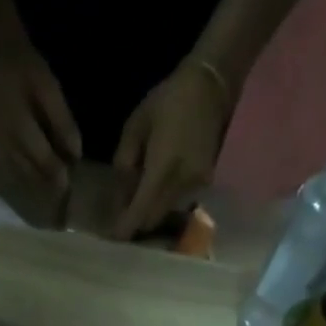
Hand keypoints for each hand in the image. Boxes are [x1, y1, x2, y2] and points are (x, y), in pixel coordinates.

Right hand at [0, 36, 80, 188]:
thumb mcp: (49, 88)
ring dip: (37, 184)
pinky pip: (8, 173)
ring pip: (20, 178)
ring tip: (53, 185)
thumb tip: (76, 155)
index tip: (74, 183)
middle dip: (50, 184)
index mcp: (19, 129)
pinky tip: (34, 176)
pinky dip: (24, 177)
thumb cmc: (23, 67)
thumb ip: (62, 122)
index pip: (44, 162)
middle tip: (66, 189)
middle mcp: (4, 146)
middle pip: (31, 175)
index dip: (60, 175)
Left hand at [112, 60, 230, 239]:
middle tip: (121, 220)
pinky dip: (164, 202)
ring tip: (136, 203)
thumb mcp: (135, 126)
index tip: (113, 238)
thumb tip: (120, 195)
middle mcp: (181, 183)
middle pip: (153, 219)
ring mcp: (196, 185)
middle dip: (136, 224)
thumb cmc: (168, 101)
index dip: (126, 228)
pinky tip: (156, 189)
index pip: (141, 211)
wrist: (212, 86)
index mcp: (162, 168)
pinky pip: (179, 202)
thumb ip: (124, 162)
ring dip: (150, 213)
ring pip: (166, 213)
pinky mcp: (204, 183)